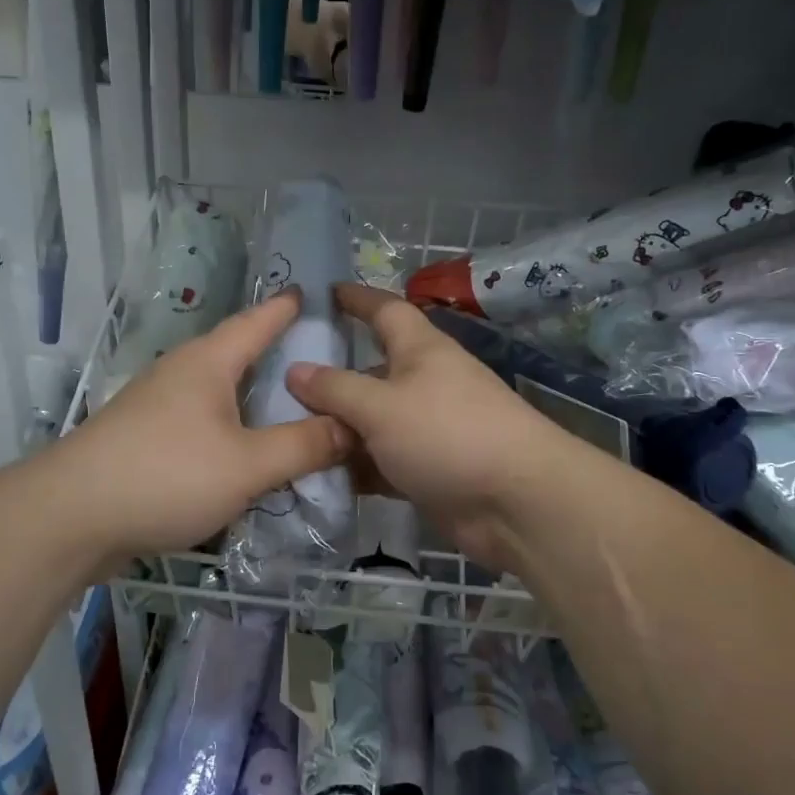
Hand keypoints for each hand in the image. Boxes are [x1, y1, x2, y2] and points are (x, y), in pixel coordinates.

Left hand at [52, 289, 350, 572]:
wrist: (70, 519)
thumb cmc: (166, 476)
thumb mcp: (248, 464)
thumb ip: (303, 446)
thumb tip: (353, 427)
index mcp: (207, 363)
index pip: (256, 322)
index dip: (285, 308)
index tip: (310, 292)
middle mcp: (180, 374)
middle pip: (235, 353)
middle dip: (272, 351)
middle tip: (317, 357)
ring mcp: (156, 407)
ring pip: (217, 391)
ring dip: (251, 395)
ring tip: (288, 404)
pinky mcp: (143, 440)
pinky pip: (201, 422)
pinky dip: (230, 427)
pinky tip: (244, 449)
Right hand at [285, 285, 574, 571]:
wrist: (516, 502)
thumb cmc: (447, 434)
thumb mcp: (380, 406)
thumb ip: (335, 389)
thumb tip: (295, 370)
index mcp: (420, 350)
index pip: (385, 311)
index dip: (356, 299)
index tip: (324, 292)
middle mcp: (424, 383)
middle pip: (370, 371)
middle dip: (330, 378)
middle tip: (278, 386)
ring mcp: (428, 429)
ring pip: (372, 422)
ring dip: (337, 430)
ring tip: (286, 435)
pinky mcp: (429, 470)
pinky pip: (381, 461)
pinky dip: (355, 467)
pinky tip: (317, 475)